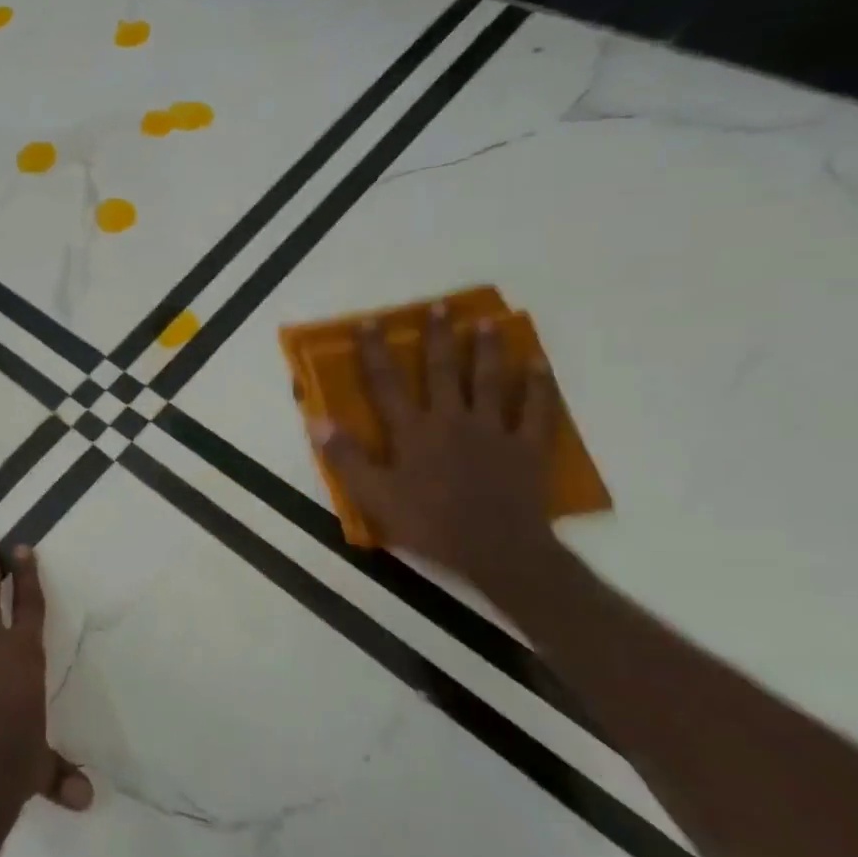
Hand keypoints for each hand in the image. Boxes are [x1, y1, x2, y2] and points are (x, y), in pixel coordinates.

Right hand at [308, 307, 561, 589]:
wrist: (496, 550)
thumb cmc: (428, 524)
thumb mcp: (373, 495)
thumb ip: (345, 457)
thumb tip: (317, 419)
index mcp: (412, 431)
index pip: (387, 383)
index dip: (375, 352)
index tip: (370, 323)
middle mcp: (451, 420)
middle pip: (442, 371)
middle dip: (437, 338)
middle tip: (439, 306)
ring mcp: (494, 430)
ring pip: (489, 381)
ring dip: (486, 350)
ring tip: (486, 322)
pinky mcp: (527, 447)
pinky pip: (537, 410)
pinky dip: (540, 386)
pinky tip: (539, 364)